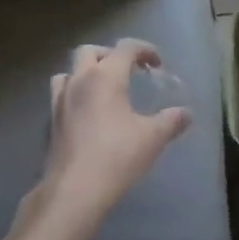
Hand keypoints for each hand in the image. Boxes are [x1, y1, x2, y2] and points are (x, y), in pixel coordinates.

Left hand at [38, 40, 191, 224]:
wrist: (74, 192)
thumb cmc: (117, 156)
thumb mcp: (153, 138)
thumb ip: (171, 121)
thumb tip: (186, 113)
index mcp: (106, 76)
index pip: (126, 47)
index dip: (145, 50)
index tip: (157, 64)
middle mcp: (80, 81)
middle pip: (90, 51)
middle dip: (110, 55)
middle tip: (128, 71)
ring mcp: (60, 101)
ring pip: (69, 72)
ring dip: (86, 73)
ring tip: (104, 90)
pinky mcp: (51, 122)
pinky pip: (61, 95)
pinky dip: (75, 94)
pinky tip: (88, 115)